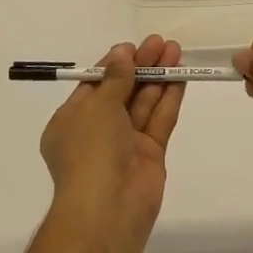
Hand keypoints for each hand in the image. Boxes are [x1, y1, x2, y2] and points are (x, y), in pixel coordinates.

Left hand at [40, 36, 186, 237]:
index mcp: (71, 120)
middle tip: (161, 42)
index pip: (95, 84)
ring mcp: (125, 144)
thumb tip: (123, 53)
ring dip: (158, 77)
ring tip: (176, 51)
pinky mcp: (150, 155)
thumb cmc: (90, 150)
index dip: (114, 63)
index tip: (133, 46)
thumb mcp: (97, 106)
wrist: (107, 209)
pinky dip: (169, 98)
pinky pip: (159, 120)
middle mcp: (97, 131)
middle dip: (141, 66)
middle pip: (122, 90)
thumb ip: (116, 78)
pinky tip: (181, 76)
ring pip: (143, 103)